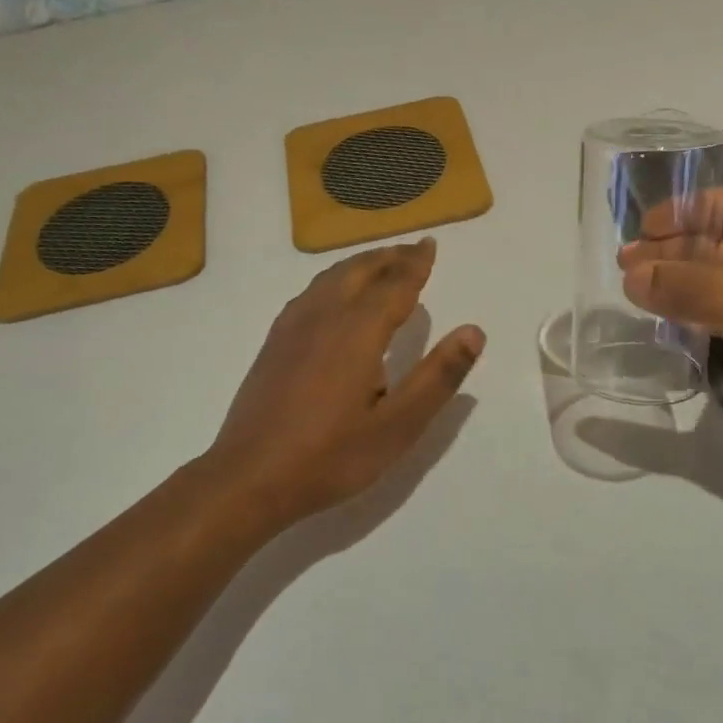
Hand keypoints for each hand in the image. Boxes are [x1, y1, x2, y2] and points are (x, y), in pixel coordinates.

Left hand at [202, 239, 484, 528]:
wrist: (249, 478)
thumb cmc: (331, 456)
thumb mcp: (398, 426)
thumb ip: (438, 376)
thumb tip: (474, 331)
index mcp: (358, 330)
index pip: (395, 283)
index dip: (416, 263)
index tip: (430, 244)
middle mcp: (324, 316)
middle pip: (360, 271)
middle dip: (390, 257)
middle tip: (414, 250)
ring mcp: (293, 327)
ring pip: (332, 277)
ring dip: (361, 264)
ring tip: (381, 264)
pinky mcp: (275, 342)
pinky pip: (311, 292)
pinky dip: (335, 279)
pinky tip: (334, 295)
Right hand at [619, 188, 722, 461]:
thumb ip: (697, 290)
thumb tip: (630, 277)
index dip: (681, 212)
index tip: (637, 232)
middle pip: (719, 244)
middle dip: (673, 252)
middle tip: (623, 268)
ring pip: (722, 283)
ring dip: (682, 286)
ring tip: (633, 292)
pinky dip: (701, 317)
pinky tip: (670, 320)